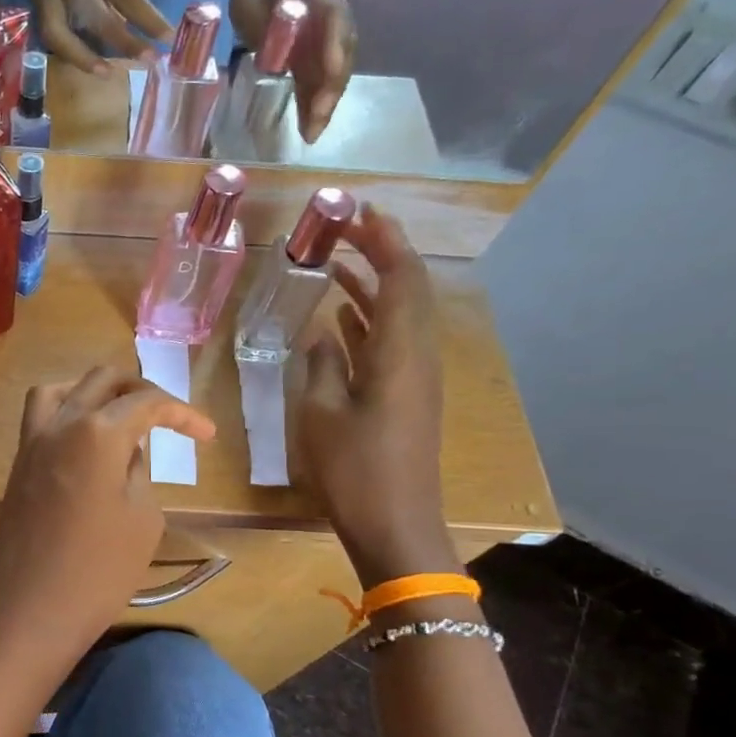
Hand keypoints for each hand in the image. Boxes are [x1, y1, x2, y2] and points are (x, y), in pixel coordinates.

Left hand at [0, 367, 215, 671]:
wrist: (31, 612)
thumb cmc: (99, 571)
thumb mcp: (142, 518)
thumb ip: (138, 471)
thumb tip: (126, 450)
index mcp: (96, 432)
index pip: (146, 402)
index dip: (183, 413)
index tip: (207, 434)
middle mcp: (59, 424)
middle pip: (102, 380)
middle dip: (140, 389)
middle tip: (167, 416)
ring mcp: (31, 443)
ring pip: (61, 390)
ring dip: (95, 393)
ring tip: (120, 417)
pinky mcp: (18, 466)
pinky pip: (41, 417)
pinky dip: (68, 413)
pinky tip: (88, 443)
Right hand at [23, 0, 172, 74]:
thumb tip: (126, 15)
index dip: (147, 20)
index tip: (167, 39)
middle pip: (98, 19)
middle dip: (125, 44)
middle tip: (148, 62)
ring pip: (62, 36)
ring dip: (85, 59)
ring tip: (108, 73)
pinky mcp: (35, 1)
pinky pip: (50, 34)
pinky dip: (68, 52)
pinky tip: (85, 62)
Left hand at [230, 0, 356, 141]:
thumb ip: (262, 17)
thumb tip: (272, 49)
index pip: (334, 19)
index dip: (334, 47)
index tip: (331, 72)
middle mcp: (332, 18)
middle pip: (340, 55)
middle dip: (330, 91)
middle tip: (315, 124)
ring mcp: (328, 38)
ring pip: (334, 73)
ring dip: (325, 104)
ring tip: (311, 134)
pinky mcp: (318, 55)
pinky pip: (321, 80)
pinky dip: (316, 103)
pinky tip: (308, 127)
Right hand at [294, 206, 456, 587]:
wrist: (395, 525)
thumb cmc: (354, 470)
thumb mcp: (321, 415)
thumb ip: (320, 366)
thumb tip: (320, 334)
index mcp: (399, 353)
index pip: (402, 277)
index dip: (384, 239)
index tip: (358, 211)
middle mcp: (415, 356)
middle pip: (406, 290)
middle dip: (379, 254)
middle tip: (341, 230)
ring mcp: (413, 378)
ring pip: (397, 316)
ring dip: (370, 287)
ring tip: (334, 264)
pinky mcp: (404, 397)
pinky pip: (389, 343)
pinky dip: (366, 322)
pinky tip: (338, 320)